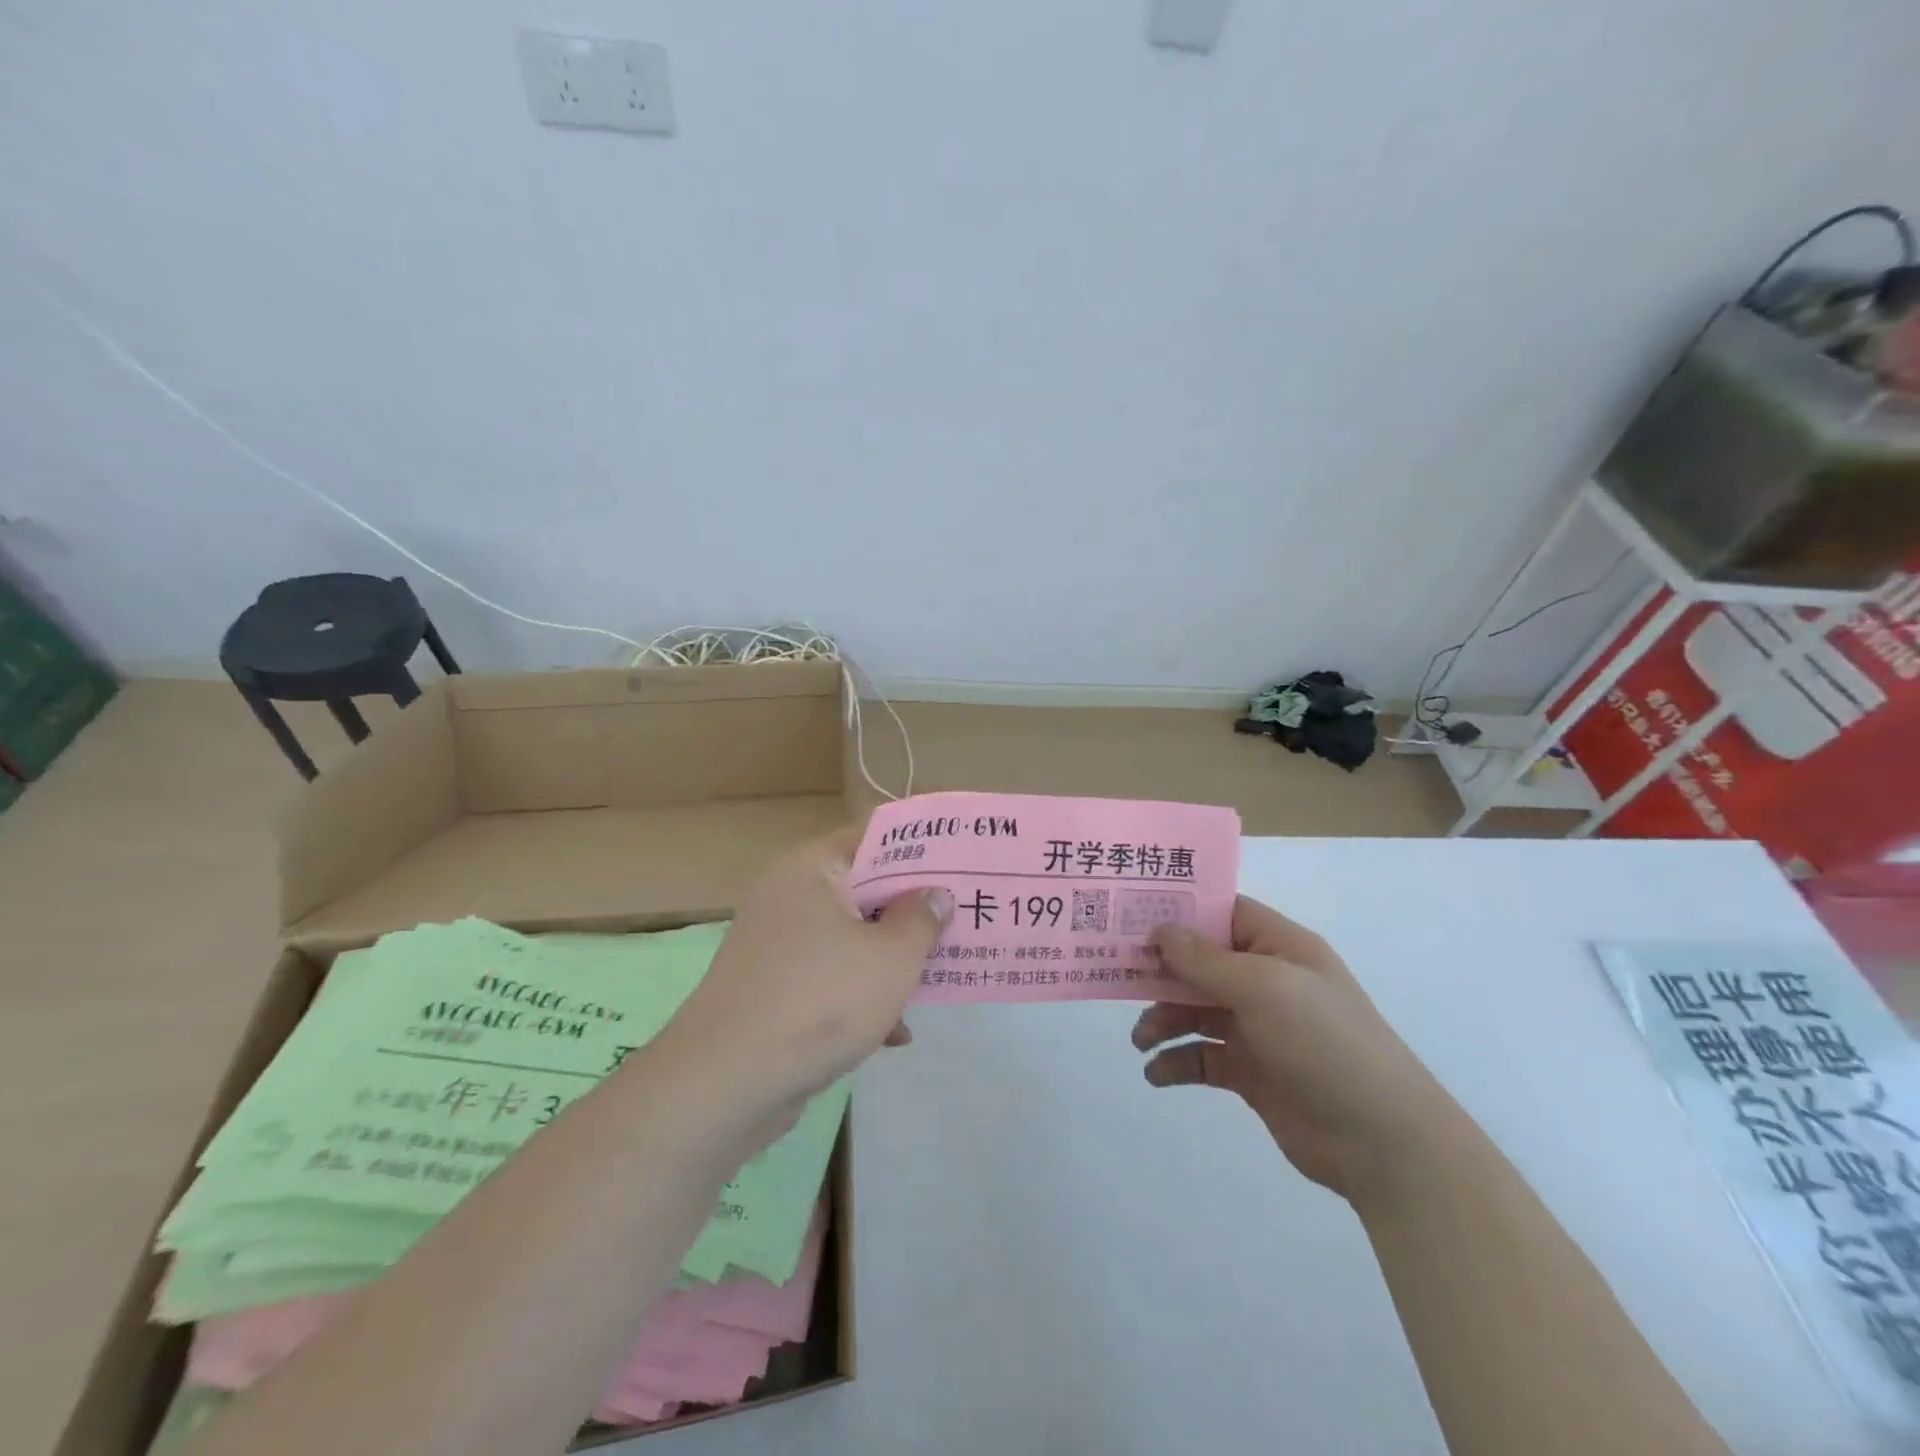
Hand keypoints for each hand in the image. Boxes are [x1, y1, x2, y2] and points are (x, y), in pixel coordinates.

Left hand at [653, 825, 951, 1143]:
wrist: (724, 1085)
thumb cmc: (819, 1002)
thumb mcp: (891, 959)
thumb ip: (920, 919)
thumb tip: (934, 895)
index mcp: (812, 868)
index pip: (875, 835)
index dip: (922, 846)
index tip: (962, 859)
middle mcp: (789, 894)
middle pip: (865, 887)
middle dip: (913, 909)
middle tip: (962, 916)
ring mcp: (777, 942)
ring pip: (850, 935)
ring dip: (892, 956)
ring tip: (941, 975)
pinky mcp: (772, 986)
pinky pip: (829, 974)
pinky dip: (861, 993)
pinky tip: (896, 1032)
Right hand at [1133, 896, 1455, 1202]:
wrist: (1383, 1141)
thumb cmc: (1325, 1042)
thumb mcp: (1264, 988)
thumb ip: (1206, 960)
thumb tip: (1161, 930)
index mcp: (1280, 948)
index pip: (1224, 913)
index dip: (1182, 912)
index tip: (1134, 916)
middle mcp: (1267, 982)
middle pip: (1201, 962)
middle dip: (1162, 971)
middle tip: (1119, 977)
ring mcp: (1259, 1028)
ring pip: (1195, 1010)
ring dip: (1163, 1020)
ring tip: (1141, 1039)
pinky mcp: (1251, 1072)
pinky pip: (1202, 1056)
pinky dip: (1176, 1062)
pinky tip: (1157, 1073)